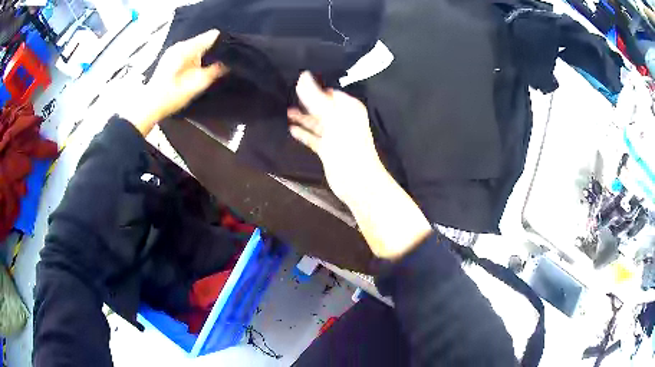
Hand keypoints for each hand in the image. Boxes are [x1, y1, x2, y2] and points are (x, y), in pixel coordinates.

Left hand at [123, 29, 227, 134]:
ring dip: (205, 55)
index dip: (223, 43)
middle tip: (224, 63)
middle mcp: (180, 46)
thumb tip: (226, 64)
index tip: (231, 53)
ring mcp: (174, 51)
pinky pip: (190, 52)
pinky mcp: (171, 57)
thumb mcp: (195, 86)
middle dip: (214, 50)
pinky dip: (196, 58)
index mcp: (186, 49)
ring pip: (197, 46)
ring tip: (214, 66)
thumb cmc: (170, 97)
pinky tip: (198, 69)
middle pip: (204, 40)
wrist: (149, 106)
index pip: (212, 36)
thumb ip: (213, 72)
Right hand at [287, 72, 386, 206]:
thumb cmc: (347, 145)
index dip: (315, 89)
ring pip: (317, 122)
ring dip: (303, 118)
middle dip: (307, 103)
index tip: (296, 85)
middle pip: (322, 107)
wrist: (356, 180)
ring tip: (286, 111)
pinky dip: (304, 133)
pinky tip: (291, 129)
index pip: (329, 93)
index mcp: (348, 108)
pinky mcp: (328, 149)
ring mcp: (335, 135)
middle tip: (288, 96)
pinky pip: (314, 137)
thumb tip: (302, 76)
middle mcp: (343, 119)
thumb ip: (315, 97)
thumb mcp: (331, 118)